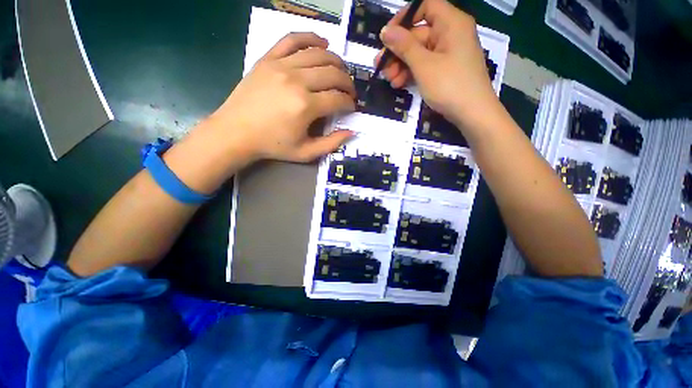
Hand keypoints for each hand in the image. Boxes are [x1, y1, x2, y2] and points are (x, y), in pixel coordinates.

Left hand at [210, 32, 355, 162]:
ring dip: (337, 62)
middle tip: (350, 92)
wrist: (236, 132)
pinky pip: (293, 39)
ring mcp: (281, 65)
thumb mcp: (306, 153)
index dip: (349, 103)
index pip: (338, 99)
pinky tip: (322, 43)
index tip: (351, 107)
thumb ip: (331, 143)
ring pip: (319, 54)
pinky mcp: (268, 58)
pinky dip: (311, 38)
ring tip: (341, 72)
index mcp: (306, 106)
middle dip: (348, 83)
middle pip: (333, 73)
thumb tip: (351, 131)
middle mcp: (297, 80)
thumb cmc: (273, 145)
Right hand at [375, 0, 501, 136]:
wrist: (472, 114)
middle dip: (398, 51)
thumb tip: (385, 31)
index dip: (404, 18)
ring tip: (389, 80)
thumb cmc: (449, 85)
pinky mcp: (445, 70)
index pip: (425, 6)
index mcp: (451, 23)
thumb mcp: (424, 65)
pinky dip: (411, 73)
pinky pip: (425, 65)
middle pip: (418, 34)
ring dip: (401, 65)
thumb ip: (404, 46)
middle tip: (380, 67)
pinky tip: (399, 84)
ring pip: (419, 52)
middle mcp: (450, 34)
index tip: (387, 36)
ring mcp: (448, 53)